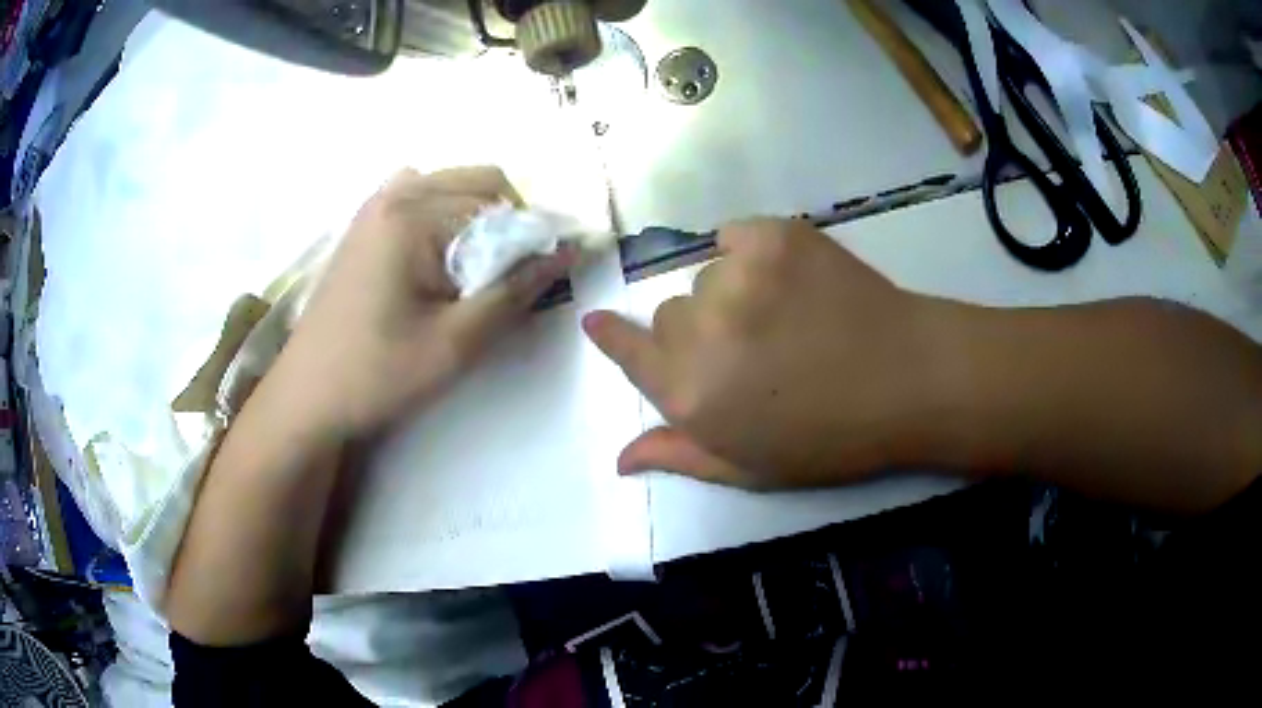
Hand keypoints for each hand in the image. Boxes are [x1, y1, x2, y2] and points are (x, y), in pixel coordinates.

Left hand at [275, 167, 572, 439]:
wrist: (308, 395)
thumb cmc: (377, 373)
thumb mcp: (455, 342)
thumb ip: (515, 291)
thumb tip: (567, 251)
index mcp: (412, 215)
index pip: (500, 206)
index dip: (531, 240)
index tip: (538, 280)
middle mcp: (393, 194)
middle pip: (479, 181)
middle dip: (508, 222)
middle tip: (507, 277)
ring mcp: (374, 205)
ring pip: (451, 187)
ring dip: (477, 218)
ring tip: (473, 270)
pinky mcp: (364, 224)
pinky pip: (420, 199)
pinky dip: (444, 218)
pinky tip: (436, 261)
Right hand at [583, 218, 967, 488]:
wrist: (909, 380)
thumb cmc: (832, 438)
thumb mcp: (752, 468)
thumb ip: (680, 454)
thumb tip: (620, 457)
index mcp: (691, 395)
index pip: (630, 352)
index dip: (613, 337)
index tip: (598, 321)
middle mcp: (702, 332)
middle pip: (671, 314)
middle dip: (700, 333)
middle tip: (754, 349)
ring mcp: (738, 275)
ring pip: (708, 276)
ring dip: (733, 294)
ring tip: (787, 317)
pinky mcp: (775, 236)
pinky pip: (735, 234)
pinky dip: (751, 251)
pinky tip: (789, 276)